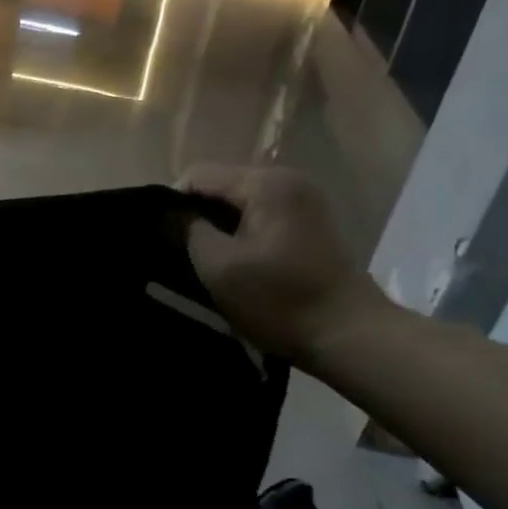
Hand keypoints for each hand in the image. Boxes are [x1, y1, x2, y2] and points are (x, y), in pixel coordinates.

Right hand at [177, 164, 389, 361]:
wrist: (346, 333)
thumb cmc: (278, 299)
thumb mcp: (218, 265)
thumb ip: (188, 230)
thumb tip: (173, 214)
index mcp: (265, 183)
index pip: (198, 175)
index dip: (172, 202)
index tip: (161, 237)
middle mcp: (286, 180)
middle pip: (220, 184)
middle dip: (195, 213)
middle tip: (177, 249)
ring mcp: (301, 201)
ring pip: (237, 202)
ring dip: (215, 225)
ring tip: (199, 256)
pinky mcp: (307, 223)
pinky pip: (257, 215)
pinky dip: (237, 232)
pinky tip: (229, 259)